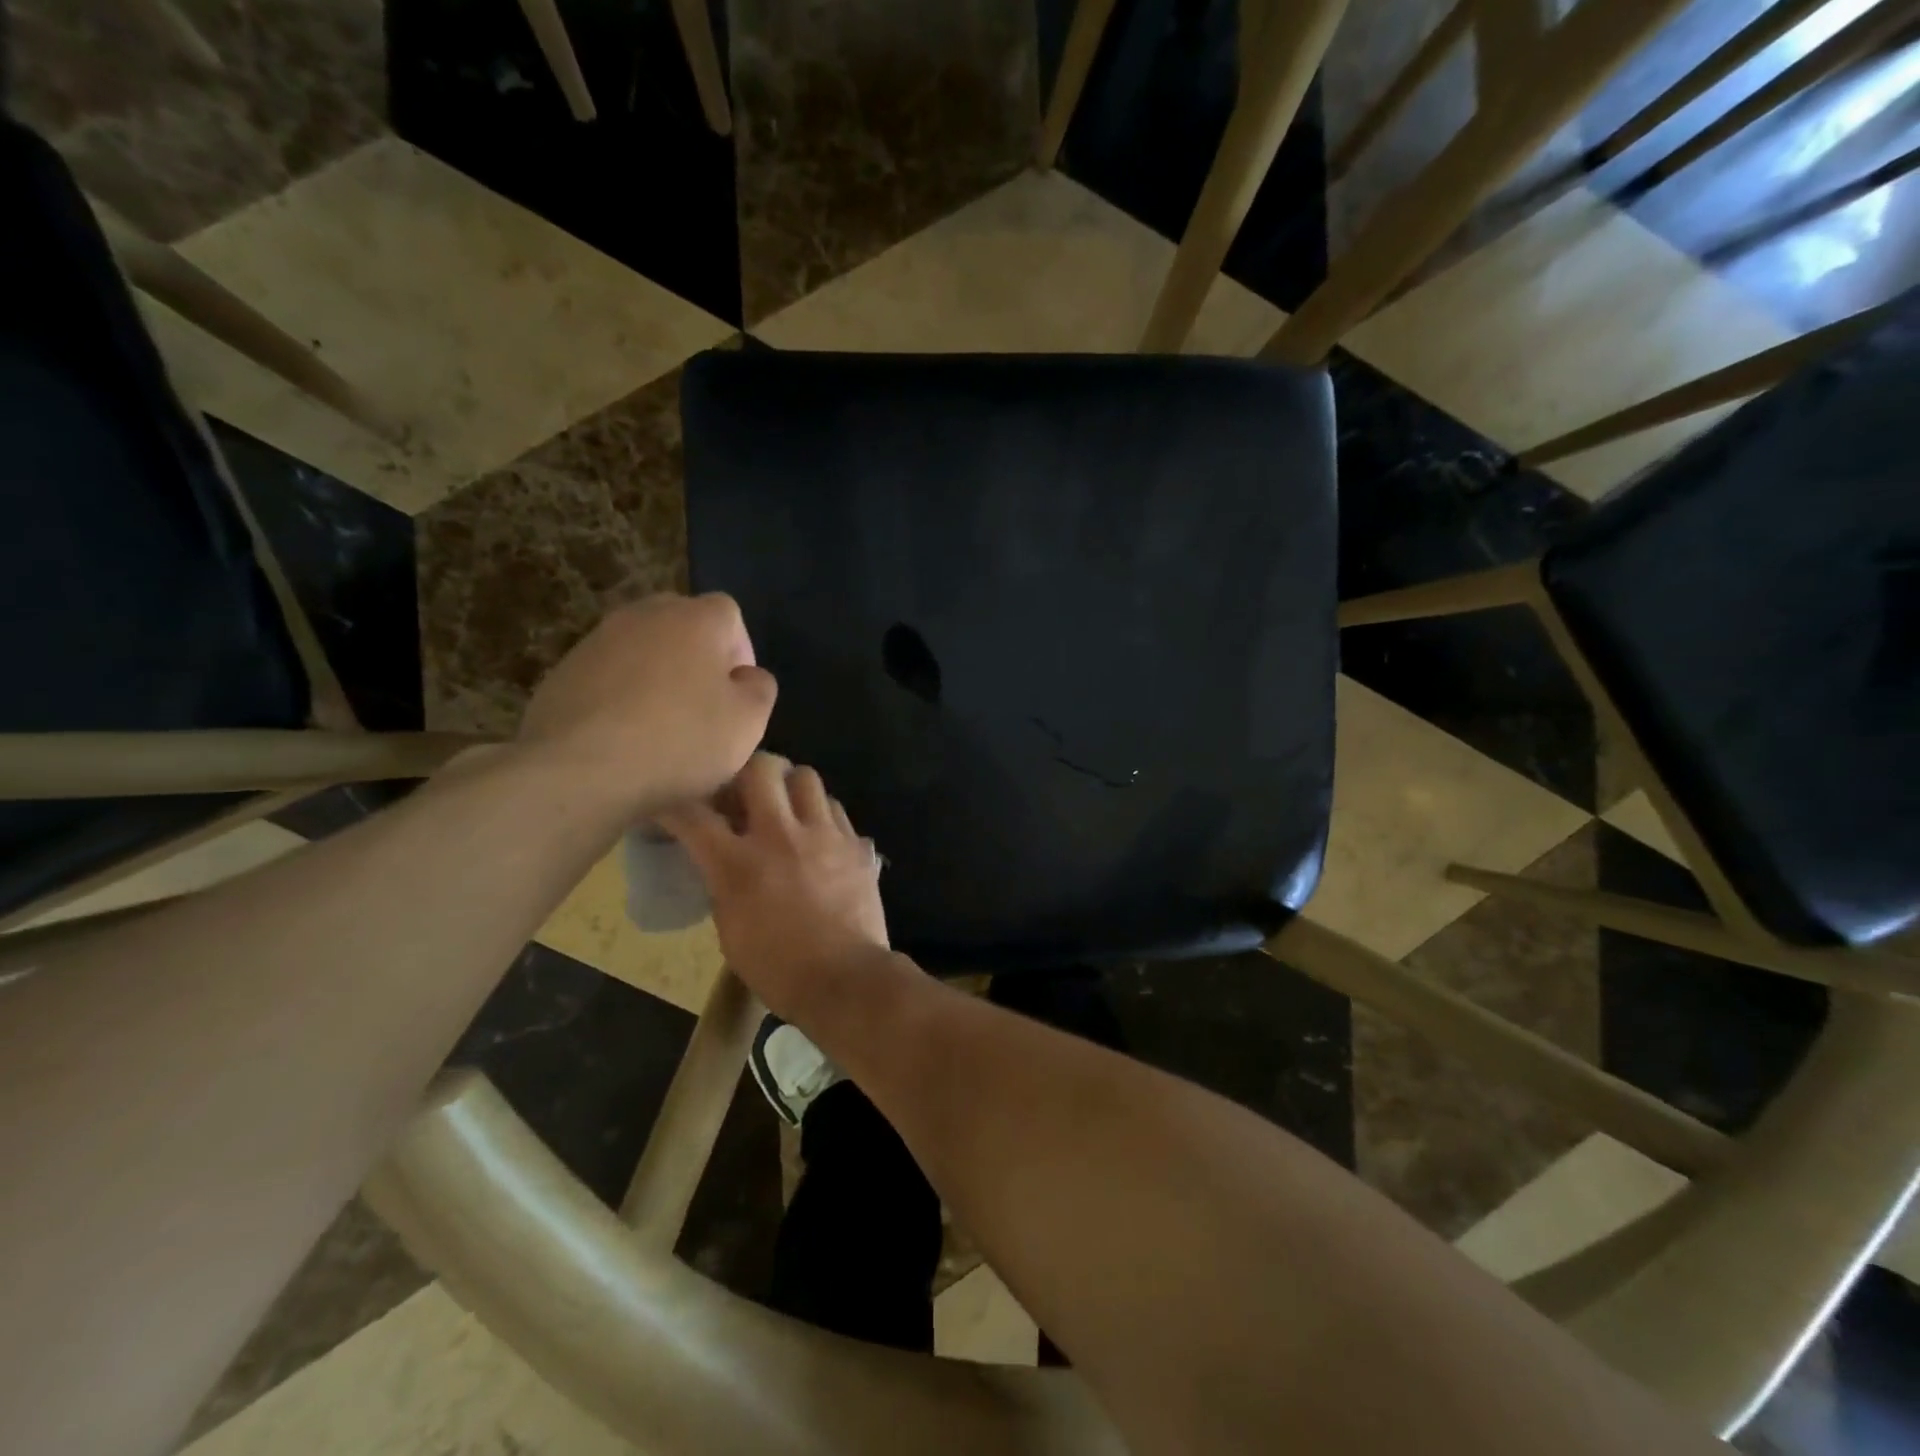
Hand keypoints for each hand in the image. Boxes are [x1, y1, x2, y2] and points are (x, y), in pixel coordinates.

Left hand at [517, 594, 775, 816]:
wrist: (578, 771)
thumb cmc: (680, 741)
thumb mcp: (749, 722)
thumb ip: (760, 688)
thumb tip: (746, 676)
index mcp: (696, 618)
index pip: (730, 615)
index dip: (739, 653)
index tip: (736, 696)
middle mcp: (645, 614)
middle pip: (683, 625)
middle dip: (697, 659)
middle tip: (702, 707)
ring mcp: (598, 639)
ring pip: (643, 650)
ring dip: (657, 677)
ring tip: (660, 727)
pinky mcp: (563, 670)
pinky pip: (608, 675)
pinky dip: (621, 696)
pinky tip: (622, 737)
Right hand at [659, 754, 890, 1022]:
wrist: (845, 979)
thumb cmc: (778, 968)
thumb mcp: (730, 930)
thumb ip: (723, 883)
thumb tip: (724, 860)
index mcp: (739, 864)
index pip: (693, 815)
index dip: (674, 802)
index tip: (669, 799)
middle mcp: (781, 835)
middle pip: (760, 768)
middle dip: (744, 770)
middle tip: (741, 788)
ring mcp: (824, 834)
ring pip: (805, 777)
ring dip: (789, 785)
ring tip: (784, 805)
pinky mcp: (855, 843)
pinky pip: (833, 807)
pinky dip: (819, 812)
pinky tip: (816, 833)